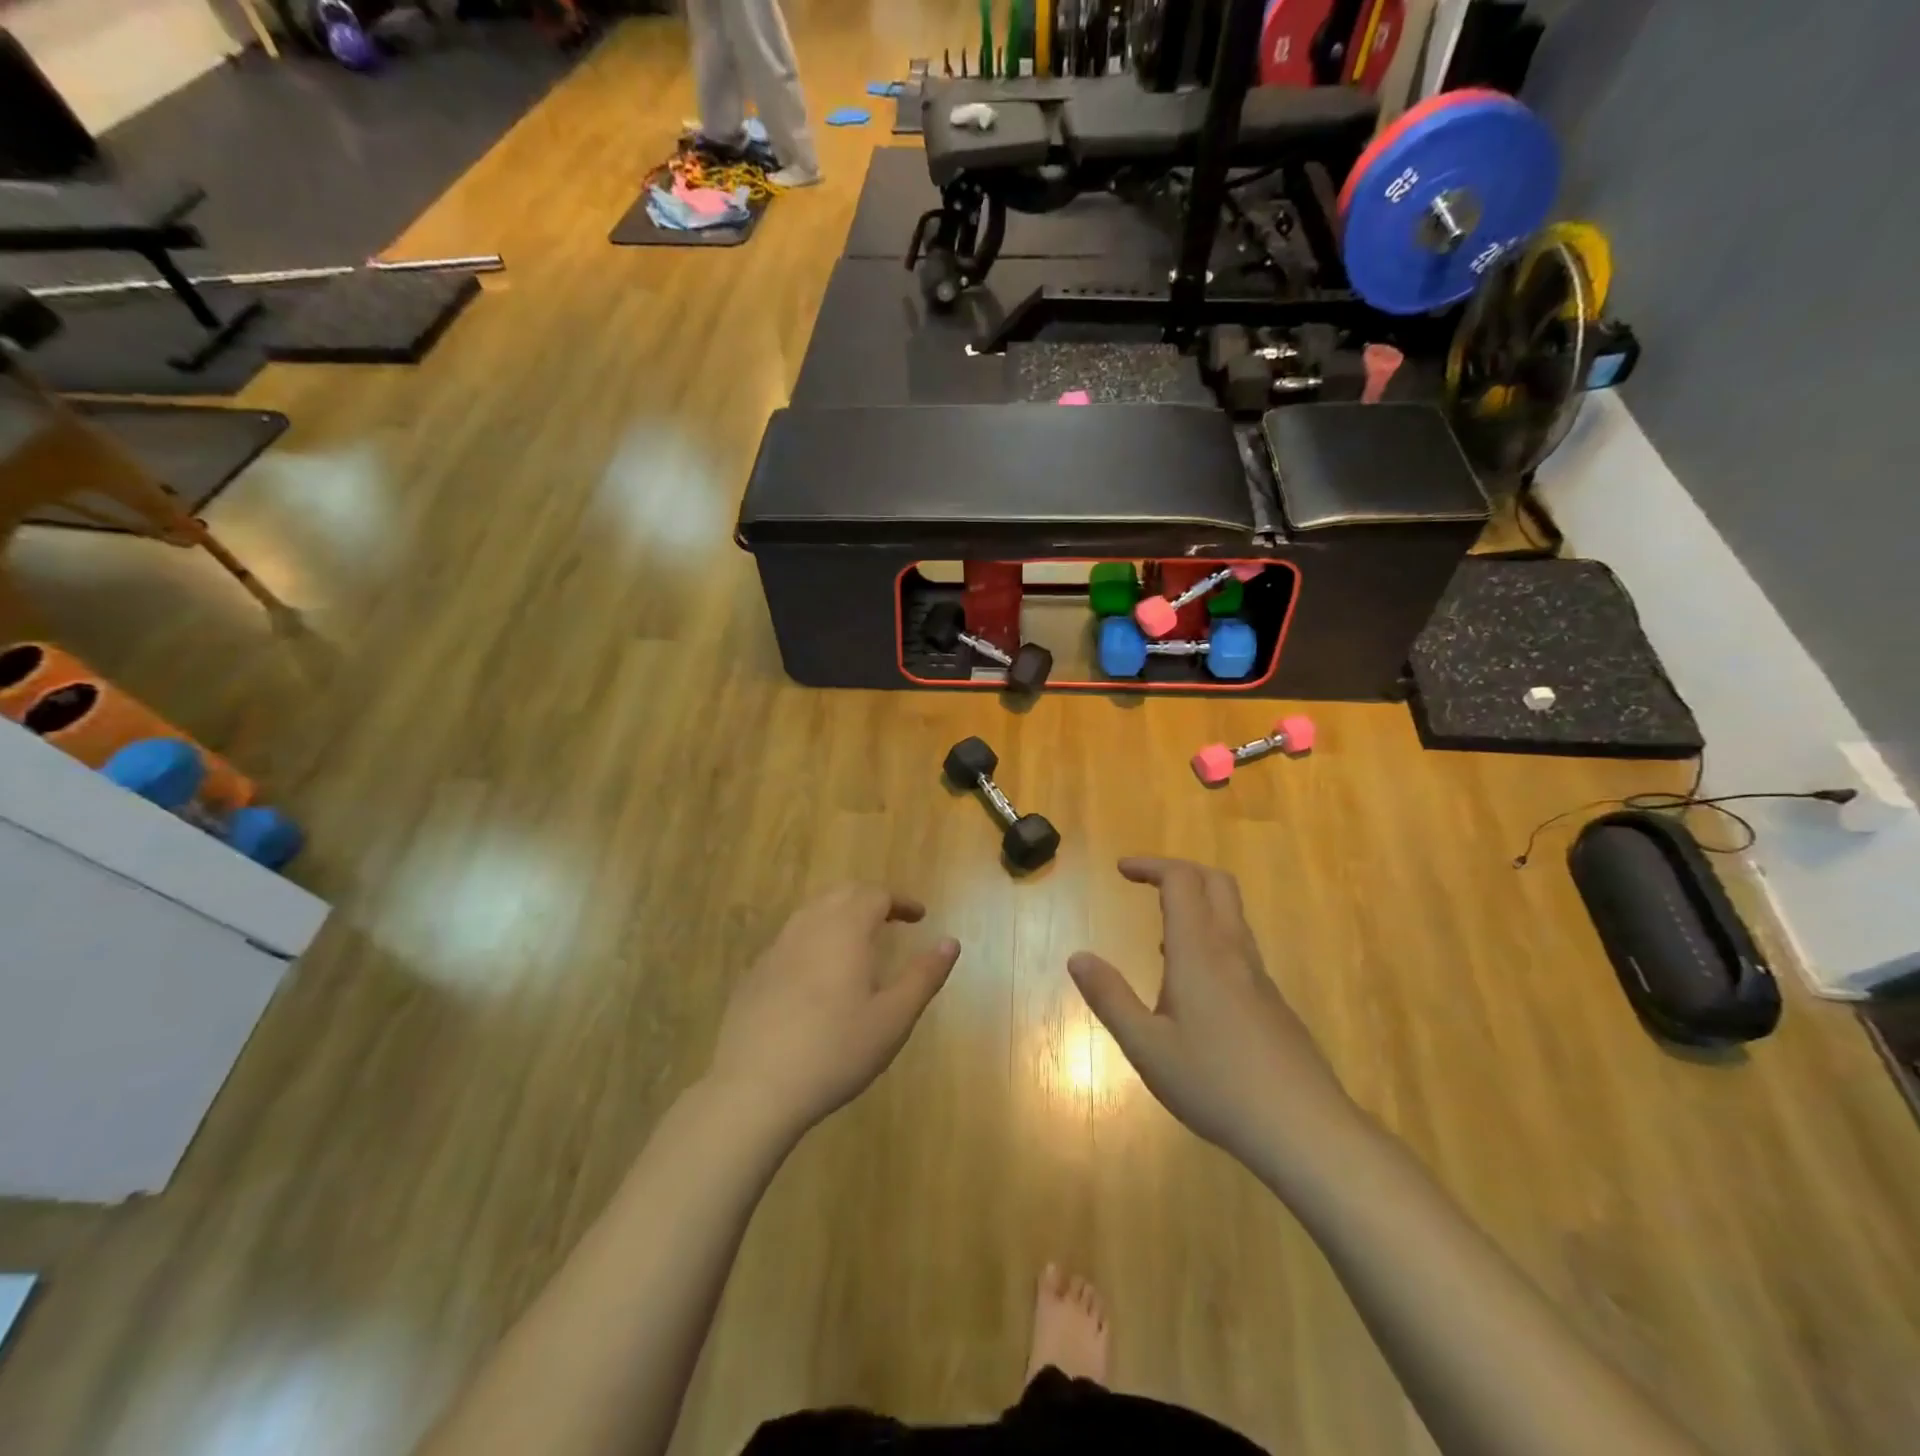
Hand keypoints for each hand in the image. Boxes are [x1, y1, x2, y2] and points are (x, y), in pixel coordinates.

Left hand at [708, 885, 960, 1139]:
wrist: (754, 1088)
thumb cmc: (835, 1051)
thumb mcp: (893, 1019)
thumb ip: (924, 976)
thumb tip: (951, 943)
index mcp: (845, 930)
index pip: (876, 895)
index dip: (901, 901)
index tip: (919, 916)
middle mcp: (808, 927)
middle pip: (841, 894)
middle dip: (870, 899)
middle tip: (891, 919)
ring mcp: (776, 949)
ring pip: (812, 913)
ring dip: (840, 915)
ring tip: (858, 941)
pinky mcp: (755, 974)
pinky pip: (790, 939)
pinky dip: (814, 939)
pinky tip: (818, 975)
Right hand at [1068, 858, 1356, 1170]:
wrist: (1304, 1129)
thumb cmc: (1216, 1084)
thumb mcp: (1147, 1047)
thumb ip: (1110, 998)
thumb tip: (1078, 957)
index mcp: (1199, 952)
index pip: (1180, 881)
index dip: (1150, 866)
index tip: (1121, 870)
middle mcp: (1232, 952)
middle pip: (1216, 883)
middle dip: (1179, 872)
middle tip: (1146, 883)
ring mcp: (1259, 977)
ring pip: (1232, 915)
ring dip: (1197, 904)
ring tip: (1161, 932)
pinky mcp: (1273, 1003)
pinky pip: (1239, 948)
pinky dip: (1211, 937)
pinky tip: (1192, 984)